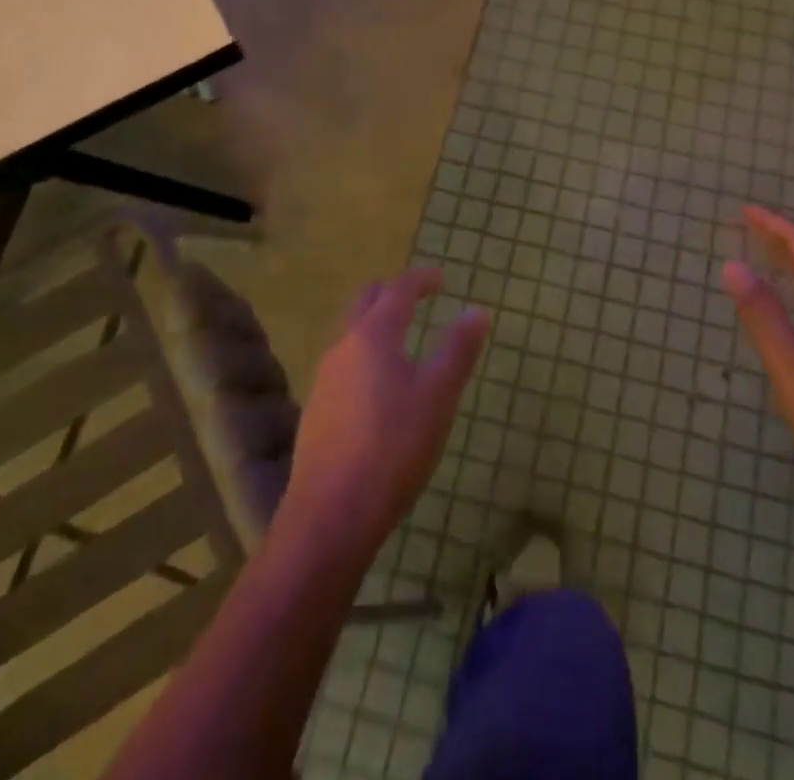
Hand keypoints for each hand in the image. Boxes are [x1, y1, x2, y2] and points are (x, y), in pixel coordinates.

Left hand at [282, 270, 488, 557]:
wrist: (331, 514)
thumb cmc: (393, 447)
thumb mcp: (438, 395)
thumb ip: (458, 349)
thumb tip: (476, 310)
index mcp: (374, 335)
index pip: (398, 289)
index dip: (421, 279)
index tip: (441, 278)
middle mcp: (344, 347)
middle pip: (366, 302)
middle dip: (393, 293)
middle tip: (419, 299)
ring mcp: (325, 379)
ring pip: (352, 334)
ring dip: (377, 325)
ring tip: (405, 342)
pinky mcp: (317, 410)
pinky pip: (345, 364)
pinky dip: (366, 356)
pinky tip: (381, 388)